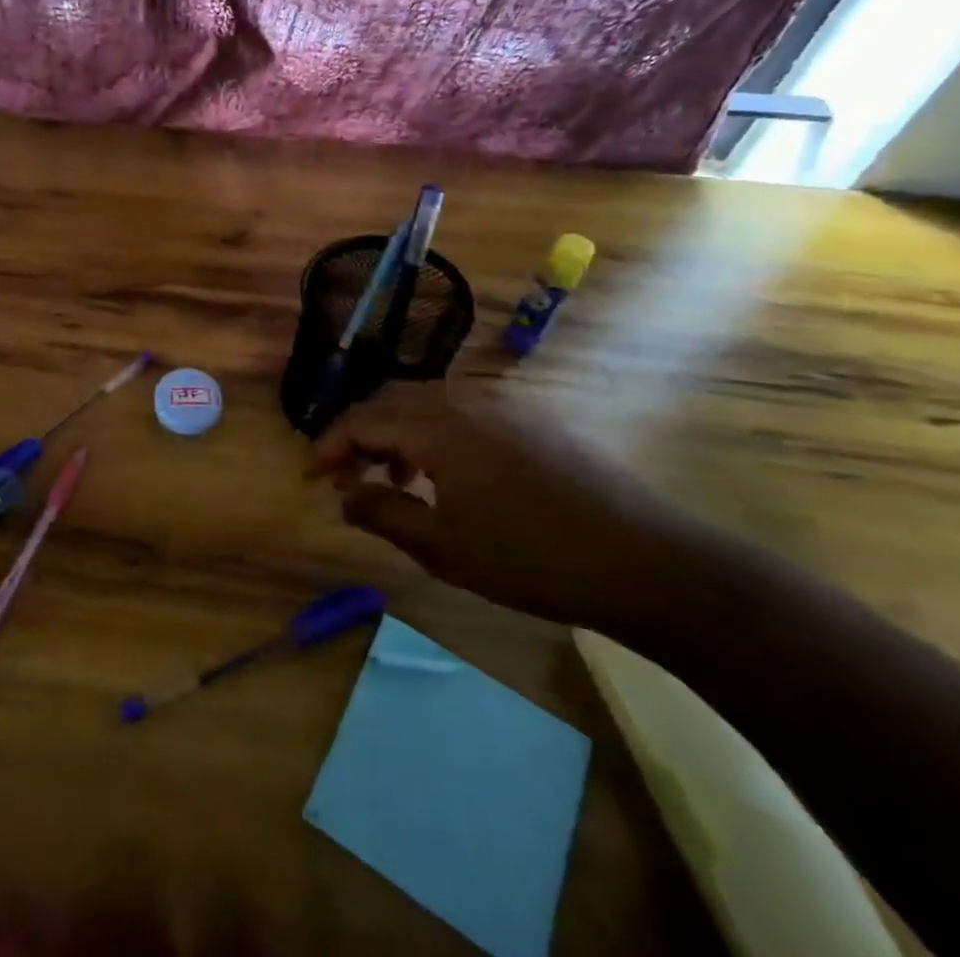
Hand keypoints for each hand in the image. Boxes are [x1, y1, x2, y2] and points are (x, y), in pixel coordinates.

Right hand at [311, 389, 703, 629]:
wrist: (647, 562)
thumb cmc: (531, 559)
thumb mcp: (443, 547)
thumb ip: (381, 514)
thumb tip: (342, 496)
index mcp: (435, 425)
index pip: (361, 421)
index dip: (329, 448)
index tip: (312, 479)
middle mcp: (462, 399)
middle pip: (390, 403)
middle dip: (359, 437)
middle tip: (346, 478)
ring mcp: (501, 403)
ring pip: (426, 403)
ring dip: (397, 434)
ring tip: (392, 480)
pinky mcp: (530, 417)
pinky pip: (461, 411)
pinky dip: (434, 434)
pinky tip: (446, 475)